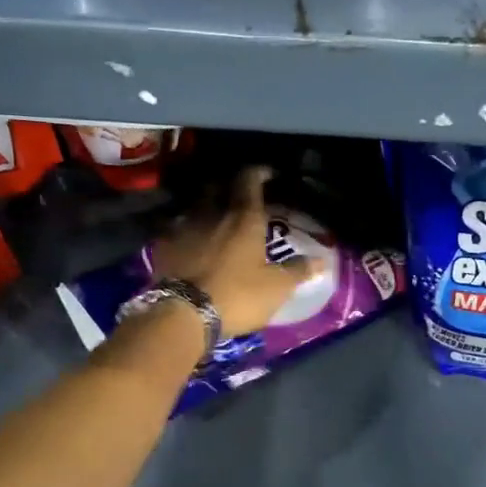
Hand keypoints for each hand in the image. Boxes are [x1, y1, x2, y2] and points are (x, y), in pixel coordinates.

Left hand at [152, 167, 316, 337]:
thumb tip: (322, 260)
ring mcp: (183, 227)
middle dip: (229, 187)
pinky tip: (189, 243)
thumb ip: (298, 270)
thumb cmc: (237, 296)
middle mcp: (212, 213)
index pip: (249, 180)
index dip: (259, 172)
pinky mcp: (163, 245)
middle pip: (218, 187)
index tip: (267, 174)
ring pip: (195, 206)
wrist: (183, 314)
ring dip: (206, 209)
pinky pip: (175, 228)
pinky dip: (185, 231)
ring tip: (214, 222)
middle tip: (239, 199)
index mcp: (243, 218)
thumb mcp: (276, 288)